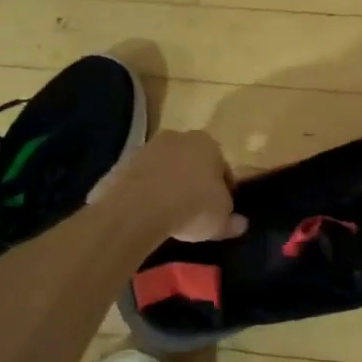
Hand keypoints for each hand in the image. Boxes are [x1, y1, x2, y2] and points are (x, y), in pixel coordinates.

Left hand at [88, 130, 246, 241]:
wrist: (136, 209)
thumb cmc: (191, 206)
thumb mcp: (219, 220)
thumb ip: (231, 220)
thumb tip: (241, 224)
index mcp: (207, 143)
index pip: (222, 167)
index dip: (224, 190)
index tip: (220, 210)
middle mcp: (177, 138)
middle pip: (191, 162)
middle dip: (193, 182)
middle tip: (194, 211)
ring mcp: (146, 148)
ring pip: (163, 169)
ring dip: (166, 186)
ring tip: (167, 215)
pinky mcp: (120, 163)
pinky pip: (139, 180)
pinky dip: (143, 193)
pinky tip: (144, 215)